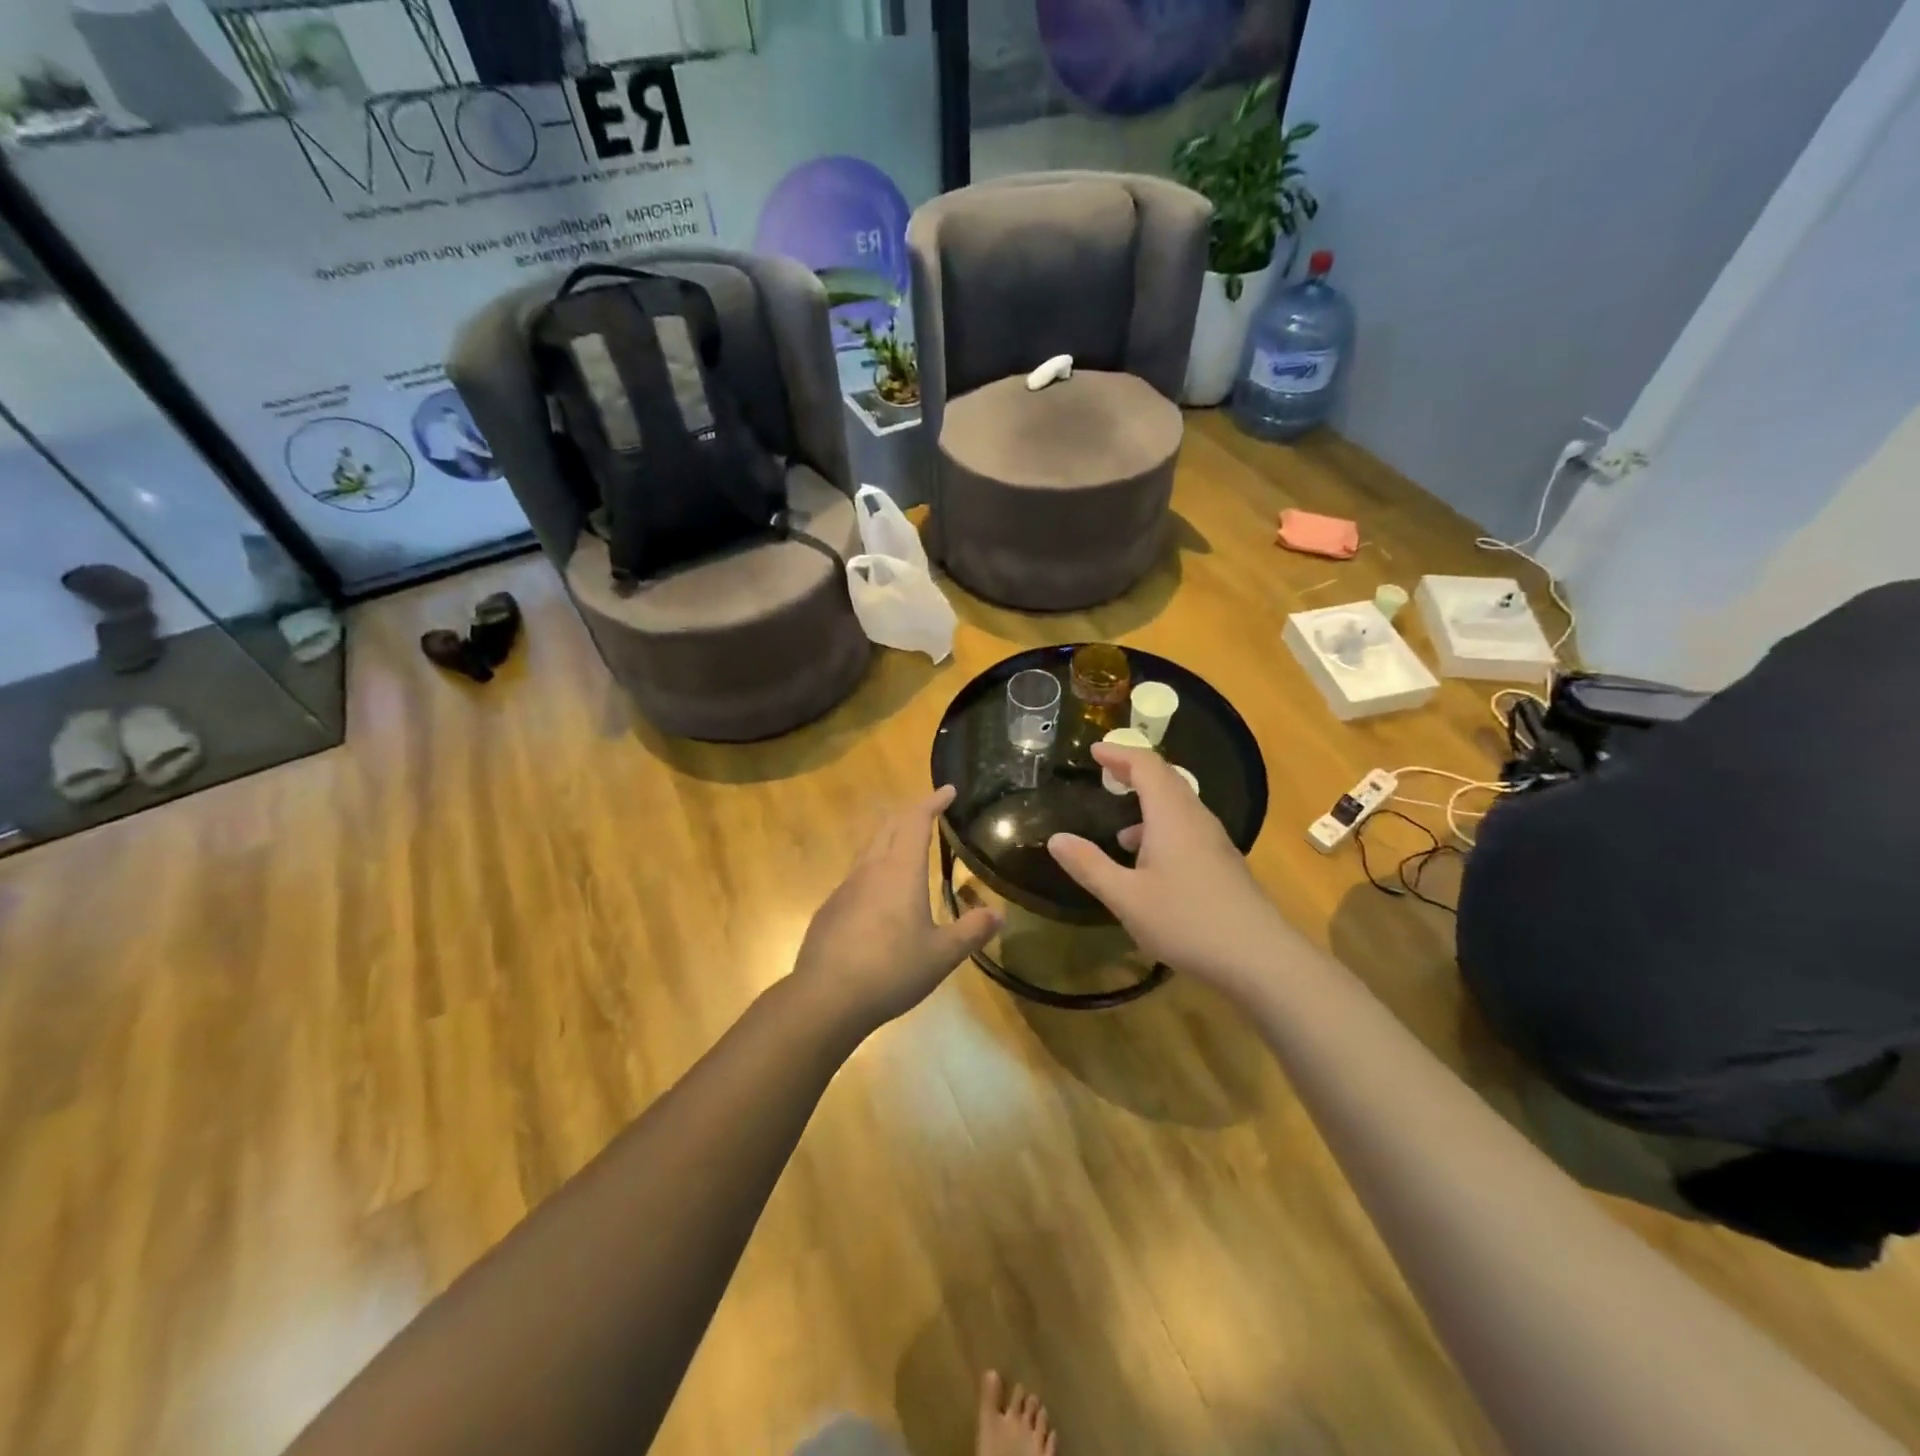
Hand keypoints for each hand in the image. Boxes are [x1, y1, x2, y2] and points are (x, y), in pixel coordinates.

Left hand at [792, 786, 1001, 1031]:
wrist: (826, 997)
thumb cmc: (891, 970)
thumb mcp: (942, 955)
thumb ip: (971, 931)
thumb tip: (999, 914)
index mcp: (901, 871)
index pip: (916, 821)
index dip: (933, 802)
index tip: (948, 790)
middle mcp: (871, 869)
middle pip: (889, 826)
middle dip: (910, 813)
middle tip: (929, 812)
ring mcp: (846, 887)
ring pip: (869, 848)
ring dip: (889, 837)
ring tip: (905, 845)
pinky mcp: (831, 908)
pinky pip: (856, 875)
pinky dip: (874, 867)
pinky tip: (879, 893)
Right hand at [1046, 745, 1289, 991]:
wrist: (1259, 958)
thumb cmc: (1186, 921)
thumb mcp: (1126, 897)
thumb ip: (1089, 866)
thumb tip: (1055, 839)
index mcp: (1172, 816)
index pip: (1146, 766)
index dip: (1119, 754)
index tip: (1094, 750)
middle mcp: (1196, 819)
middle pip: (1167, 779)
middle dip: (1134, 772)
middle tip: (1105, 772)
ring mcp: (1215, 842)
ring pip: (1180, 806)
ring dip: (1149, 804)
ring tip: (1119, 829)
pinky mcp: (1224, 864)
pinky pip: (1188, 829)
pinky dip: (1163, 828)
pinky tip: (1150, 865)